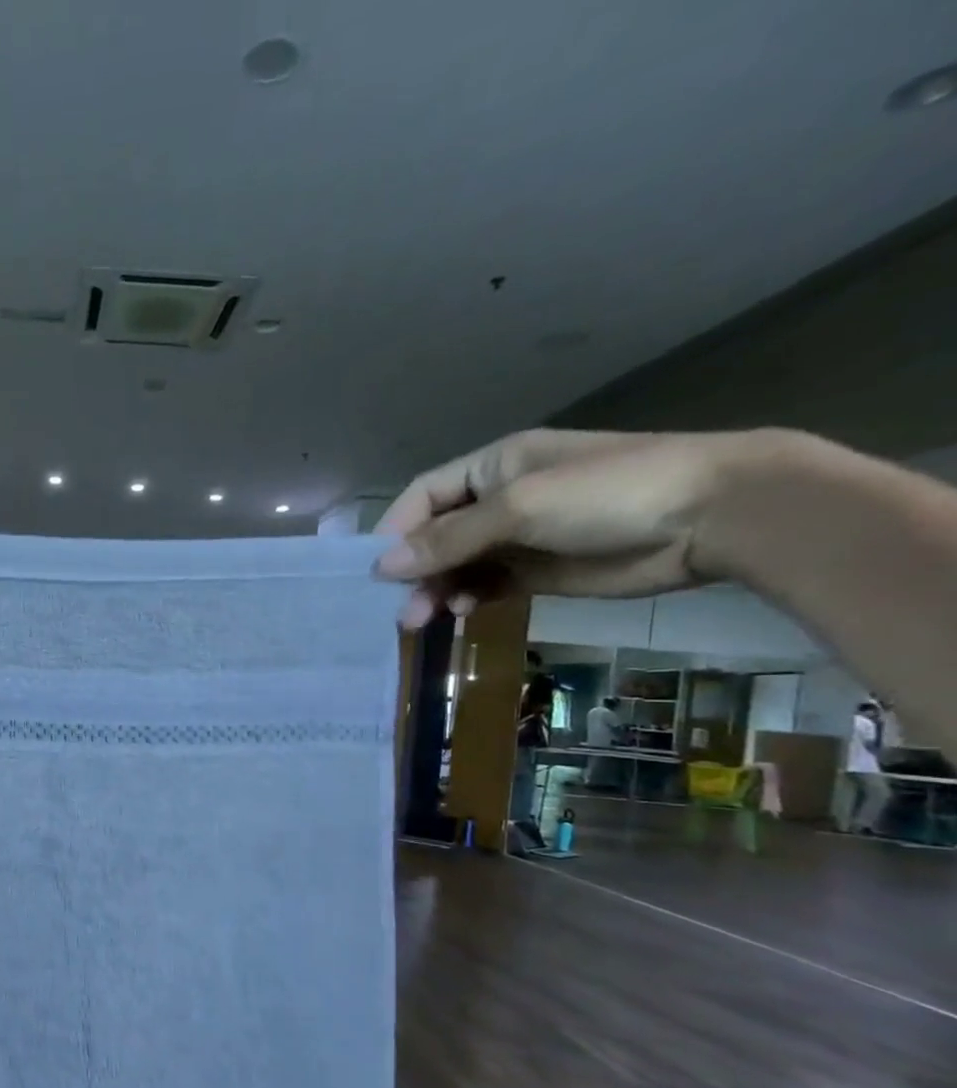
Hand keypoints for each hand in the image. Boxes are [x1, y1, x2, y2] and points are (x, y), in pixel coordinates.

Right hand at [371, 428, 767, 628]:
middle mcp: (498, 500)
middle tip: (400, 609)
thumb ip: (450, 539)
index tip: (376, 571)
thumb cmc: (610, 493)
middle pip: (434, 536)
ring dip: (434, 591)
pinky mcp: (536, 571)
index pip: (423, 497)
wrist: (712, 517)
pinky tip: (460, 612)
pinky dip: (465, 599)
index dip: (395, 530)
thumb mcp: (520, 507)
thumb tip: (383, 567)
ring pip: (455, 566)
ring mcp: (518, 537)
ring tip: (424, 619)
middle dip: (413, 571)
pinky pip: (483, 585)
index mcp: (492, 468)